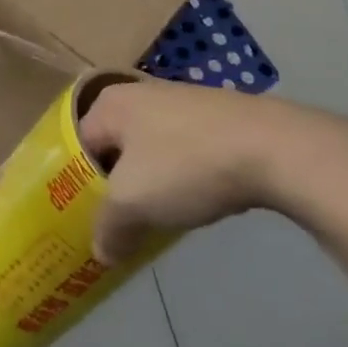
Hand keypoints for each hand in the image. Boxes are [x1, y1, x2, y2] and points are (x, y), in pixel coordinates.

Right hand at [78, 79, 347, 264]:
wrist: (273, 148)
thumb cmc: (186, 165)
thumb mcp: (133, 203)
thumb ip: (108, 228)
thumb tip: (101, 252)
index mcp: (110, 103)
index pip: (76, 147)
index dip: (73, 185)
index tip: (81, 220)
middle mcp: (140, 94)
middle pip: (113, 148)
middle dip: (114, 187)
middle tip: (114, 225)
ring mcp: (182, 102)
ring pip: (149, 151)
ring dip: (149, 185)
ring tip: (154, 221)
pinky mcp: (216, 117)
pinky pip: (183, 151)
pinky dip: (181, 177)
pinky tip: (194, 202)